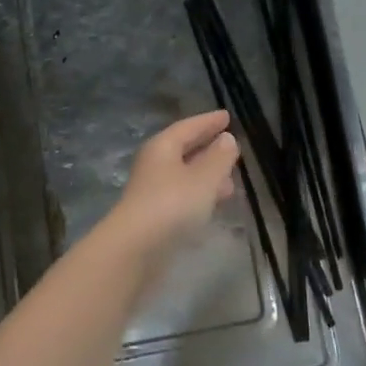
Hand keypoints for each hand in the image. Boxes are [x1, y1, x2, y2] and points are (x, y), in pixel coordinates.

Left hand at [105, 110, 237, 259]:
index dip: (208, 121)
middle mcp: (155, 163)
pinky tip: (213, 204)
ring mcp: (152, 190)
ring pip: (184, 175)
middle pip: (184, 149)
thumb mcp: (204, 178)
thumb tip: (227, 138)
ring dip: (207, 175)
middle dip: (208, 148)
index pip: (188, 127)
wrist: (135, 249)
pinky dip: (200, 194)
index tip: (227, 116)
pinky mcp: (154, 215)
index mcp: (163, 146)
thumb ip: (219, 157)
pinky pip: (182, 195)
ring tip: (231, 181)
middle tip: (231, 146)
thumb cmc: (172, 204)